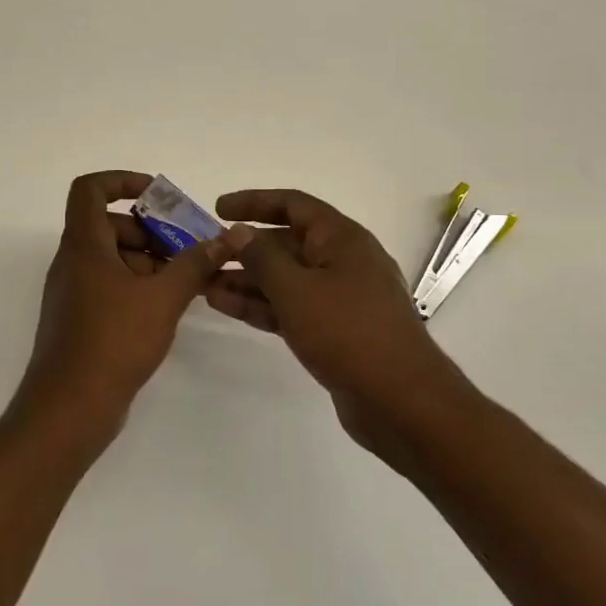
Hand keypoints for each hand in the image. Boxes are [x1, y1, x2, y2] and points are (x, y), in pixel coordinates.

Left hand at [19, 171, 247, 442]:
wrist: (68, 409)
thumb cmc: (113, 341)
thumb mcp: (163, 297)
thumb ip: (196, 263)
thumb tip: (231, 235)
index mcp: (84, 245)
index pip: (90, 189)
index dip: (122, 181)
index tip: (158, 196)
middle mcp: (73, 262)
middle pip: (109, 224)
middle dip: (150, 229)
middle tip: (186, 247)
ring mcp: (74, 292)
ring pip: (112, 257)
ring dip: (148, 259)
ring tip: (185, 279)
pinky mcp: (80, 319)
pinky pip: (109, 284)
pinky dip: (137, 284)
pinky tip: (167, 306)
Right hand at [207, 188, 471, 458]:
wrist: (402, 403)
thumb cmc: (349, 333)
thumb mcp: (297, 290)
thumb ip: (262, 258)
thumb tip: (239, 232)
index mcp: (342, 239)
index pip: (293, 205)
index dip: (254, 202)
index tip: (218, 209)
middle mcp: (342, 261)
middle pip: (286, 243)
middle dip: (245, 249)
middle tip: (204, 255)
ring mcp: (339, 298)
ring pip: (285, 279)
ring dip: (246, 280)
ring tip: (203, 284)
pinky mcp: (334, 331)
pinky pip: (291, 307)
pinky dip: (261, 305)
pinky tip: (225, 306)